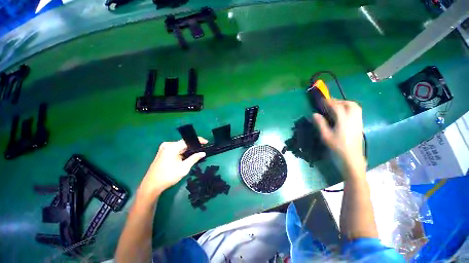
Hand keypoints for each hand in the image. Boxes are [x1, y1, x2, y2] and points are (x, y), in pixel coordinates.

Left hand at [138, 138, 207, 200]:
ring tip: (196, 153)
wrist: (151, 185)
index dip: (198, 140)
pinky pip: (176, 149)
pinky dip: (182, 152)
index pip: (188, 140)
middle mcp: (167, 145)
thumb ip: (194, 158)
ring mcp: (164, 148)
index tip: (206, 142)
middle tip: (202, 150)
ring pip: (180, 146)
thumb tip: (203, 153)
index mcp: (172, 147)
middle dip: (193, 146)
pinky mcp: (163, 152)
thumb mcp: (184, 168)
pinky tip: (187, 156)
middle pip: (184, 143)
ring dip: (188, 150)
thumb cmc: (168, 176)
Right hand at [313, 99, 365, 176]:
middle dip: (338, 101)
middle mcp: (353, 118)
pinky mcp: (360, 125)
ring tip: (336, 107)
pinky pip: (357, 111)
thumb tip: (314, 114)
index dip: (329, 102)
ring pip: (355, 106)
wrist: (352, 158)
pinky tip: (343, 114)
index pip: (337, 107)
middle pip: (349, 104)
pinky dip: (349, 108)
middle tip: (329, 103)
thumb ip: (320, 123)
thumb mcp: (325, 136)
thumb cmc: (337, 147)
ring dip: (345, 103)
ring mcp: (358, 121)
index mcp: (343, 121)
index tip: (322, 100)